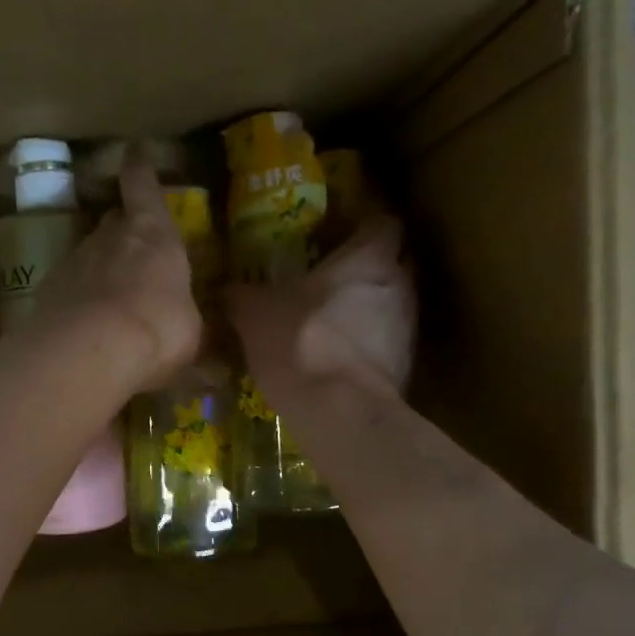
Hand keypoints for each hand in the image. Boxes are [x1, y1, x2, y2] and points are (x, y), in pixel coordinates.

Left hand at [32, 155, 201, 392]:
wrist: (91, 351)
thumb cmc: (159, 329)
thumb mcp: (190, 330)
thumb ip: (186, 319)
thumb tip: (197, 335)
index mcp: (154, 235)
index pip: (143, 185)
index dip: (140, 168)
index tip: (135, 151)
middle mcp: (110, 237)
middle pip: (114, 221)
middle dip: (124, 230)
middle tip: (135, 252)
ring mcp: (75, 261)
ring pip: (90, 254)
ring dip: (101, 269)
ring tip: (113, 299)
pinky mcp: (49, 290)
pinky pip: (69, 287)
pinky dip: (79, 298)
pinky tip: (86, 325)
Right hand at [226, 216, 415, 405]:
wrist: (340, 413)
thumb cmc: (301, 342)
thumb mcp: (254, 313)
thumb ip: (241, 295)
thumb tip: (226, 290)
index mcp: (369, 257)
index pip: (383, 222)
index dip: (363, 225)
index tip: (341, 233)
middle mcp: (399, 284)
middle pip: (392, 263)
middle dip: (366, 268)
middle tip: (330, 277)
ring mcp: (408, 327)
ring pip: (390, 304)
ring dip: (367, 308)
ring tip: (331, 321)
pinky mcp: (405, 366)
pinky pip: (386, 343)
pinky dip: (366, 346)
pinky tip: (337, 358)